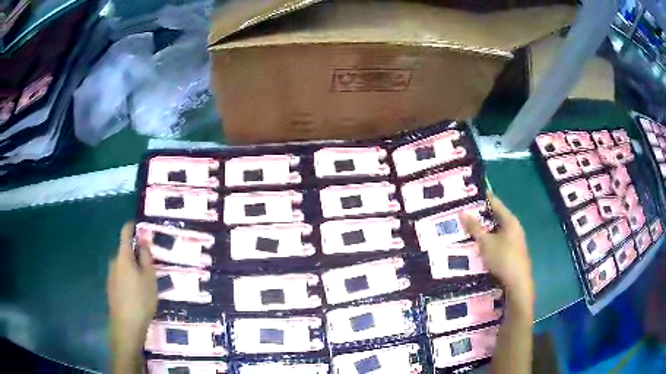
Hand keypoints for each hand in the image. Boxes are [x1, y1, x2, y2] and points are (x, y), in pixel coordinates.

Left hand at [107, 222, 156, 355]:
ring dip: (132, 267)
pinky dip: (128, 278)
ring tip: (145, 281)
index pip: (125, 233)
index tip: (139, 225)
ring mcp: (110, 275)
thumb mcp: (149, 278)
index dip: (131, 227)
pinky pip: (120, 276)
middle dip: (135, 253)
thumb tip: (143, 239)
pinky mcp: (111, 287)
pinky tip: (137, 292)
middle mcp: (114, 262)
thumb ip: (145, 257)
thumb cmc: (141, 299)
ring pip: (123, 265)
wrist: (126, 325)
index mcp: (123, 256)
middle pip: (124, 251)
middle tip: (150, 264)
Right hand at [462, 194, 533, 311]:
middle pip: (496, 217)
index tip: (469, 194)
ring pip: (496, 231)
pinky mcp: (512, 253)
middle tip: (464, 214)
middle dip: (480, 215)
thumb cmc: (503, 258)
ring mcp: (514, 241)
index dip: (483, 198)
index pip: (495, 203)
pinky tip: (478, 245)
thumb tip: (463, 212)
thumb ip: (474, 227)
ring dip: (484, 230)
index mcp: (510, 221)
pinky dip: (488, 240)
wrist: (517, 283)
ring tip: (467, 229)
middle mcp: (514, 228)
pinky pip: (498, 241)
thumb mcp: (486, 242)